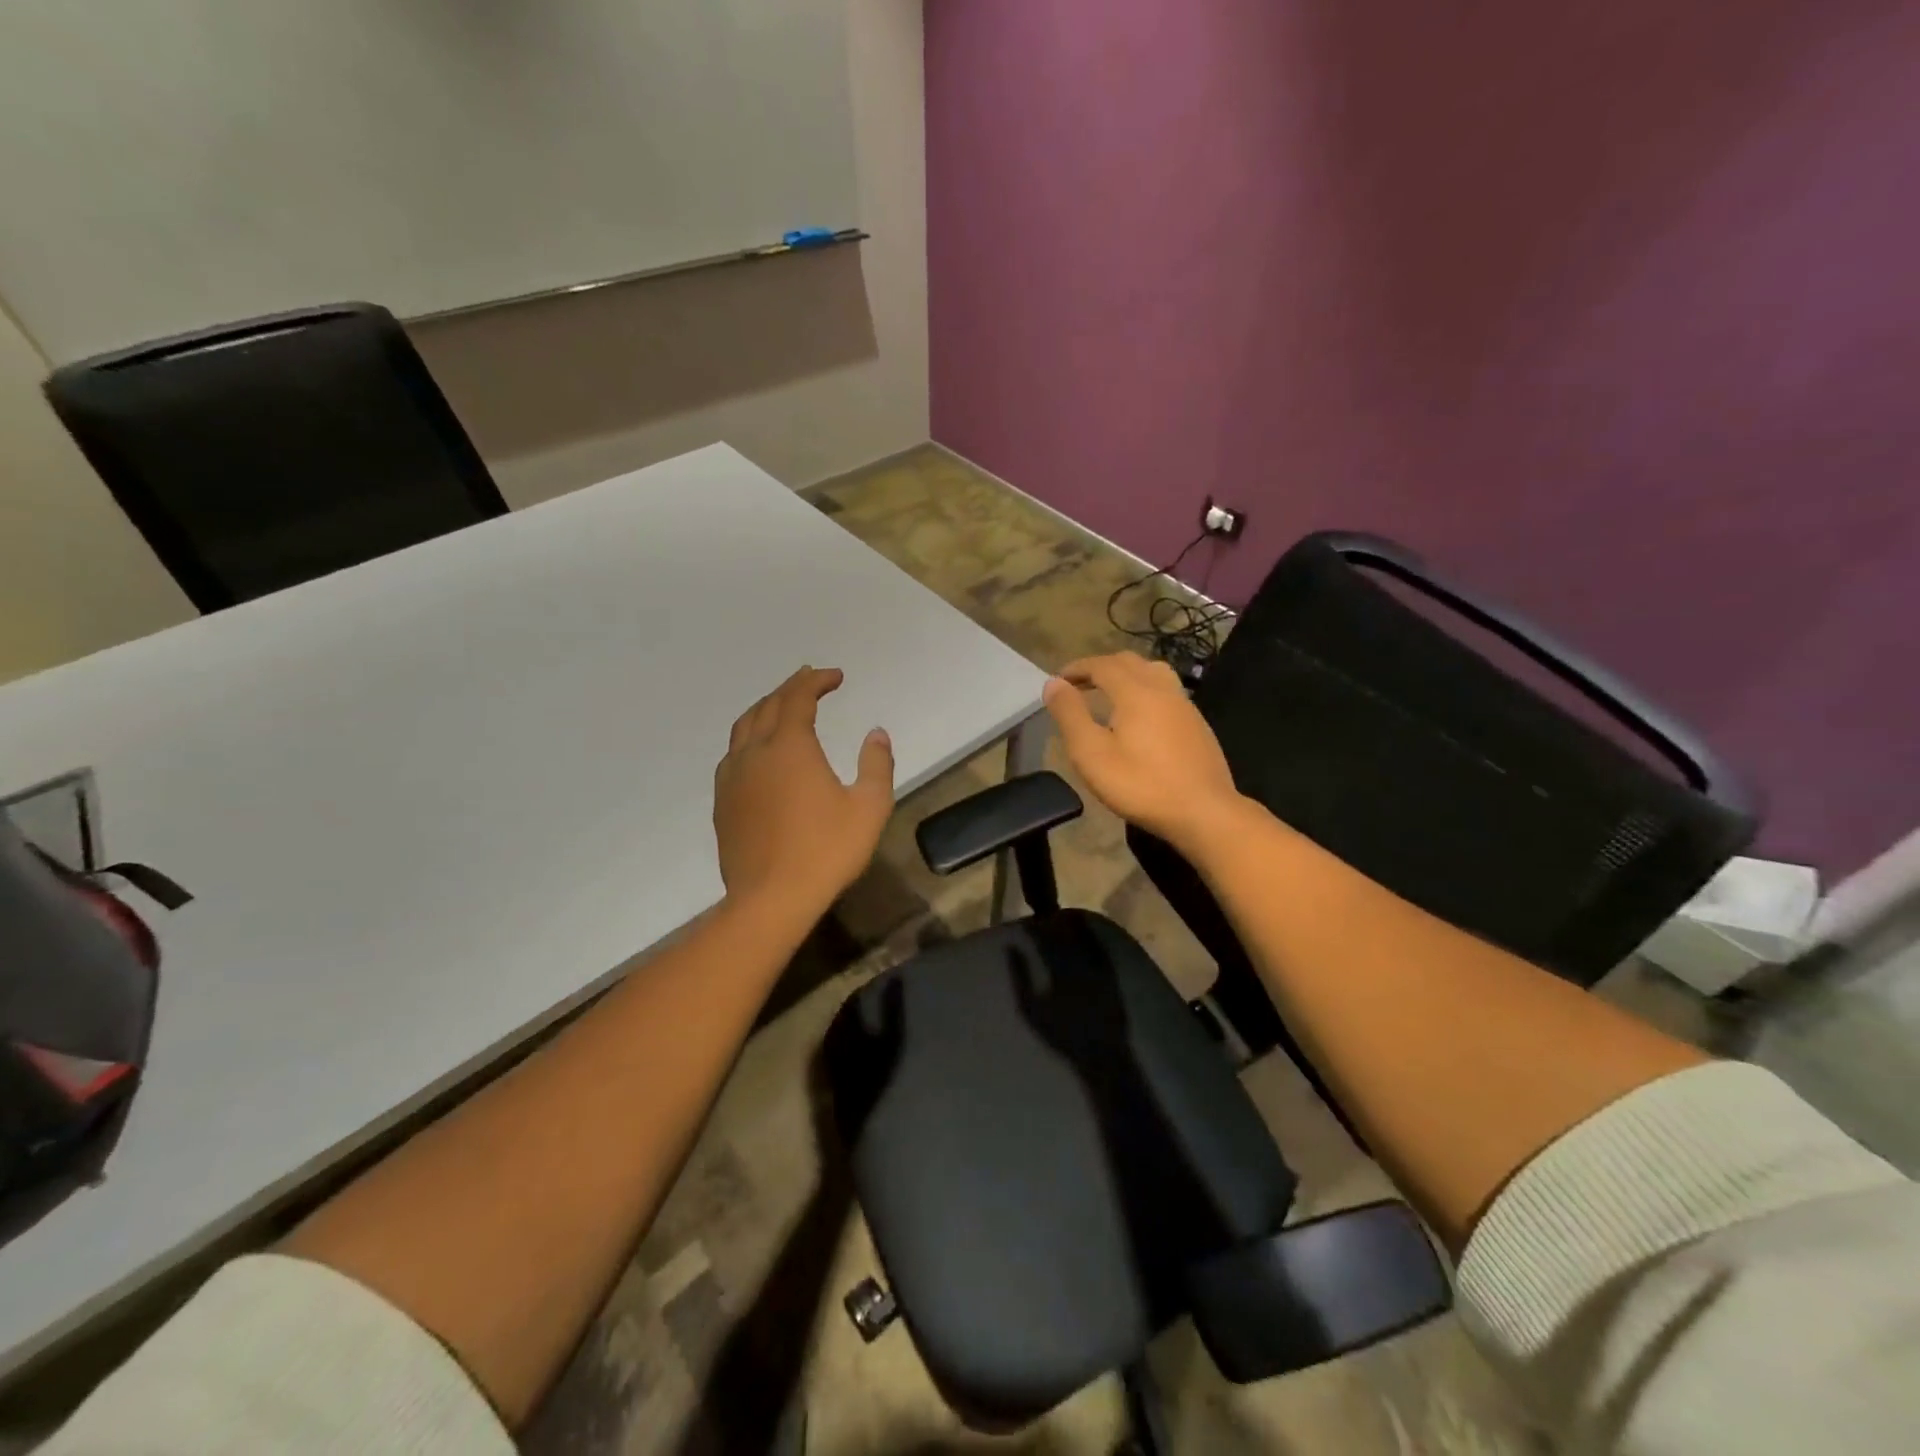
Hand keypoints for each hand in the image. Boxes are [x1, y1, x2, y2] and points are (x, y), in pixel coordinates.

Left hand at [713, 666, 894, 918]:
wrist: (770, 899)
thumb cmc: (826, 851)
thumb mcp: (869, 807)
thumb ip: (877, 764)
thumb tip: (876, 733)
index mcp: (790, 746)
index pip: (799, 698)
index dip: (816, 681)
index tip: (835, 676)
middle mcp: (755, 752)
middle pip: (768, 705)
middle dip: (791, 687)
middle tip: (810, 680)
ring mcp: (733, 777)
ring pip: (744, 727)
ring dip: (765, 708)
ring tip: (782, 706)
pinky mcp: (723, 802)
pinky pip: (733, 754)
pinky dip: (749, 737)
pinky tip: (758, 751)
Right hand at [1042, 653, 1243, 853]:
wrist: (1204, 812)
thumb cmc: (1141, 785)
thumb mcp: (1092, 754)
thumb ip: (1070, 715)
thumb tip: (1053, 684)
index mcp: (1135, 692)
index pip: (1101, 665)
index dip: (1076, 668)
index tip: (1057, 680)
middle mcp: (1162, 689)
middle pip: (1128, 662)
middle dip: (1100, 667)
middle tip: (1078, 685)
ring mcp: (1184, 705)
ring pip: (1152, 672)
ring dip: (1125, 675)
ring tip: (1108, 694)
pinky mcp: (1197, 724)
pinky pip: (1166, 691)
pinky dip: (1144, 690)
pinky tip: (1139, 718)